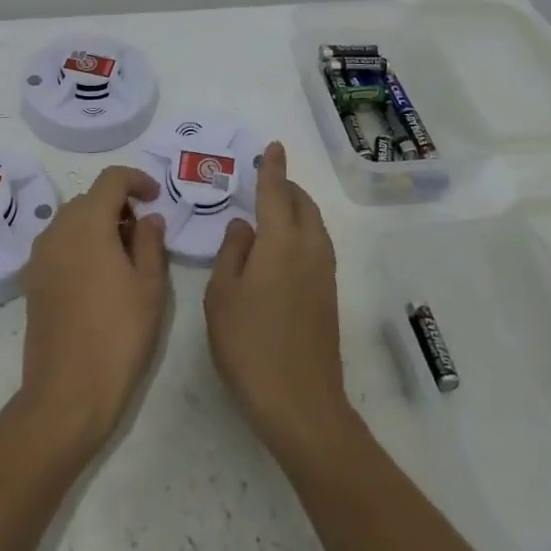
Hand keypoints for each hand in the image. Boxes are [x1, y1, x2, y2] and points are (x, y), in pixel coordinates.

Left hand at [17, 165, 169, 453]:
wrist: (67, 393)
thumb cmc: (118, 334)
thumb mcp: (150, 286)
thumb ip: (151, 242)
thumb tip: (148, 218)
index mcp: (88, 223)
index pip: (111, 179)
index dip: (136, 180)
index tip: (155, 198)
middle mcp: (57, 230)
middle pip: (89, 198)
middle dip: (118, 205)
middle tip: (144, 234)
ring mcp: (40, 256)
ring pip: (72, 221)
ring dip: (98, 225)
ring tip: (125, 257)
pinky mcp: (32, 281)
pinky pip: (59, 244)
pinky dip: (81, 245)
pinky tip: (100, 278)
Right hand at [204, 142, 353, 457]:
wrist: (300, 403)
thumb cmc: (250, 345)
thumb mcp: (222, 296)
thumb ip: (232, 253)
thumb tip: (243, 226)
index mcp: (281, 243)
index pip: (276, 193)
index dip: (273, 169)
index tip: (274, 147)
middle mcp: (309, 250)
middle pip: (302, 205)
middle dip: (287, 187)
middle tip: (266, 181)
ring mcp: (324, 273)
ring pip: (314, 225)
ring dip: (296, 209)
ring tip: (272, 211)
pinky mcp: (329, 295)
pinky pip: (317, 245)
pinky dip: (302, 231)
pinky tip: (281, 248)